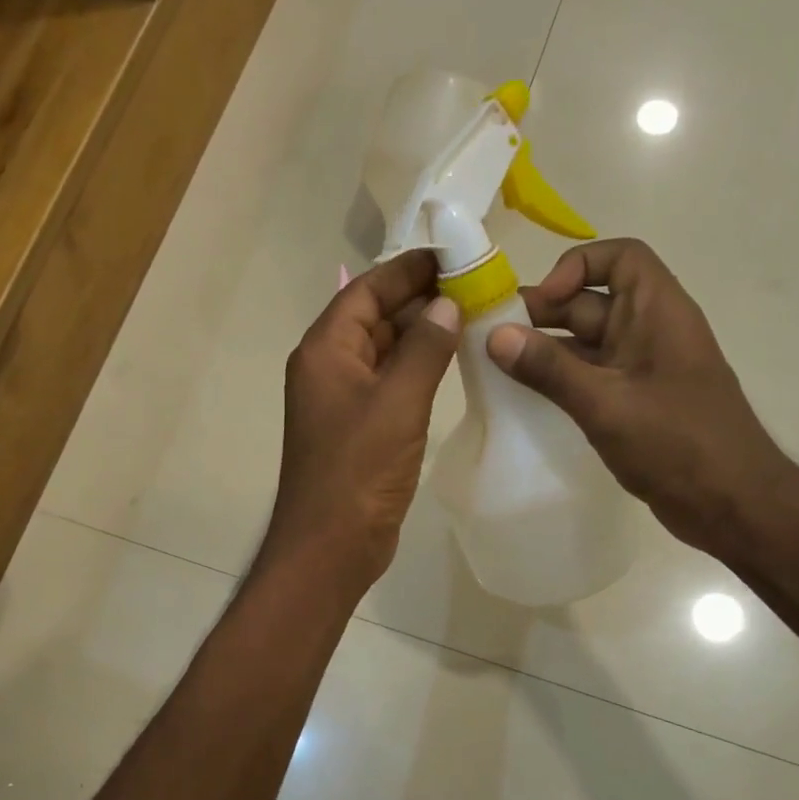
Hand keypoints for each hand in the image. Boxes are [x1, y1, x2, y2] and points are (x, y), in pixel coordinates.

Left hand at [264, 248, 460, 588]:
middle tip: (473, 284)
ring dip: (421, 333)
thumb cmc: (358, 471)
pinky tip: (452, 362)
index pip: (366, 291)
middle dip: (419, 299)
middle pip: (374, 317)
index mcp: (325, 350)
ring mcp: (343, 400)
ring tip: (472, 315)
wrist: (331, 545)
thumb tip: (447, 305)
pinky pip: (389, 382)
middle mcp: (328, 367)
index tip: (451, 254)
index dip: (407, 270)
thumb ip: (424, 349)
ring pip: (383, 350)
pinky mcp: (359, 428)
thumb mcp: (397, 403)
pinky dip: (417, 368)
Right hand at [486, 238, 796, 555]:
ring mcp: (643, 370)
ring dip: (545, 351)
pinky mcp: (635, 403)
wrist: (732, 505)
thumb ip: (549, 369)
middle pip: (592, 302)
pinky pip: (590, 377)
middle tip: (494, 339)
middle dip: (544, 314)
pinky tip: (525, 398)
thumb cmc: (677, 444)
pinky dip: (559, 381)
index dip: (577, 267)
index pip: (620, 258)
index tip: (542, 301)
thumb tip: (495, 336)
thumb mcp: (606, 403)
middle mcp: (650, 332)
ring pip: (586, 344)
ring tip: (498, 368)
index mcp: (658, 312)